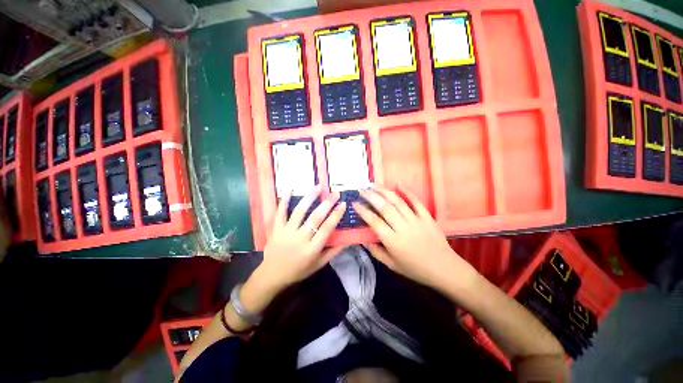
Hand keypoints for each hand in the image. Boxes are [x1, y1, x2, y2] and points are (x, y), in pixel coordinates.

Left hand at [257, 185, 346, 290]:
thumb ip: (333, 252)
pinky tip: (290, 189)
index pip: (327, 229)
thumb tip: (347, 240)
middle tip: (335, 194)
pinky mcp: (276, 229)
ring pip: (299, 212)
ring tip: (318, 187)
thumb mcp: (318, 265)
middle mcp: (300, 239)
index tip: (343, 204)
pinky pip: (280, 212)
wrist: (272, 275)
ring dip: (309, 198)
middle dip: (327, 204)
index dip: (336, 215)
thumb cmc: (298, 270)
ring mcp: (286, 232)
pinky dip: (284, 200)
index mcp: (312, 249)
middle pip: (315, 218)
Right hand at [353, 185, 478, 292]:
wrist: (444, 269)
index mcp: (393, 241)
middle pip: (384, 207)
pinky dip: (407, 191)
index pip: (374, 221)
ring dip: (384, 191)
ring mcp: (416, 220)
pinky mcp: (427, 217)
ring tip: (374, 185)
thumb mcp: (391, 265)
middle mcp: (403, 228)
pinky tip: (398, 182)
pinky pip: (416, 201)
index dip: (363, 211)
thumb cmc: (415, 269)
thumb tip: (363, 239)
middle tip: (362, 190)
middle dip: (371, 196)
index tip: (355, 203)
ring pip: (397, 202)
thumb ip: (376, 251)